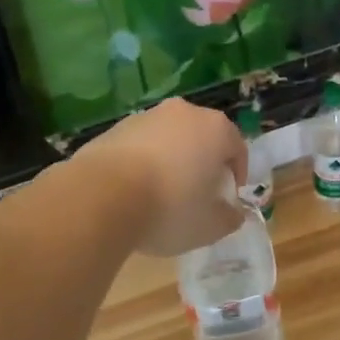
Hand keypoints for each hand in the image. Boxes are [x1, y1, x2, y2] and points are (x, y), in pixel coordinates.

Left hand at [71, 98, 248, 256]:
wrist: (102, 196)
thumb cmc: (170, 208)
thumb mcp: (210, 226)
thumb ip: (229, 218)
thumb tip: (233, 213)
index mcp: (216, 129)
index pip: (237, 149)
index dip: (236, 175)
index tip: (228, 198)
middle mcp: (183, 113)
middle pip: (202, 138)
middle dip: (203, 164)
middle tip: (198, 195)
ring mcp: (146, 117)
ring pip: (169, 139)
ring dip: (171, 161)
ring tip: (162, 195)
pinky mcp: (115, 128)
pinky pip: (140, 146)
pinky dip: (142, 163)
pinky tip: (133, 191)